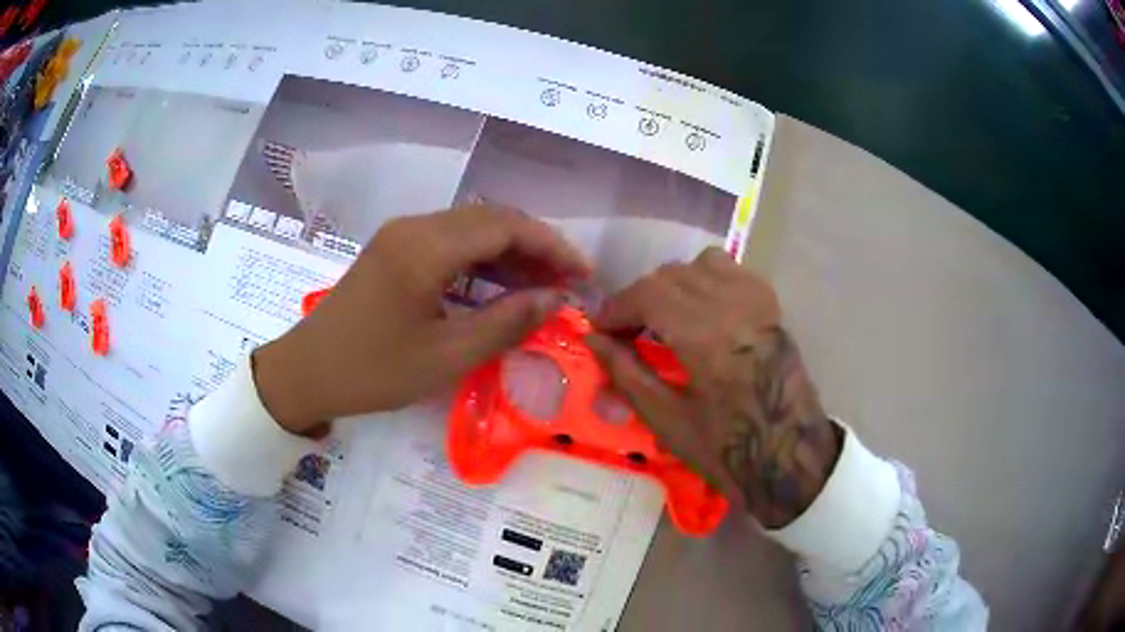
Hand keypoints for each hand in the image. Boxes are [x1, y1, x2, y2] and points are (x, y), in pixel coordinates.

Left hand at [253, 205, 590, 434]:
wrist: (306, 372)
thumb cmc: (373, 371)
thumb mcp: (446, 357)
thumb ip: (505, 324)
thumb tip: (555, 300)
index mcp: (425, 248)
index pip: (505, 226)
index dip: (551, 245)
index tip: (583, 273)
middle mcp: (414, 227)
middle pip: (490, 220)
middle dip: (535, 247)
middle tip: (567, 283)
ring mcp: (400, 236)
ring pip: (470, 230)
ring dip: (509, 253)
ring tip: (541, 287)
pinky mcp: (393, 250)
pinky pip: (448, 244)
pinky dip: (481, 262)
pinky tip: (498, 288)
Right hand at [587, 248, 841, 528]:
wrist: (788, 455)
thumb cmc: (726, 449)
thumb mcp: (666, 420)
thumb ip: (626, 373)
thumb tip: (592, 339)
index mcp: (705, 337)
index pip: (647, 295)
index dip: (615, 308)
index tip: (599, 331)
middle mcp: (732, 306)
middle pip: (670, 276)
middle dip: (638, 299)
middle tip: (624, 333)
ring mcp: (756, 301)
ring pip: (700, 265)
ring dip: (672, 286)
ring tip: (662, 319)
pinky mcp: (770, 305)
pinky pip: (731, 270)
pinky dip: (705, 279)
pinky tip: (699, 311)